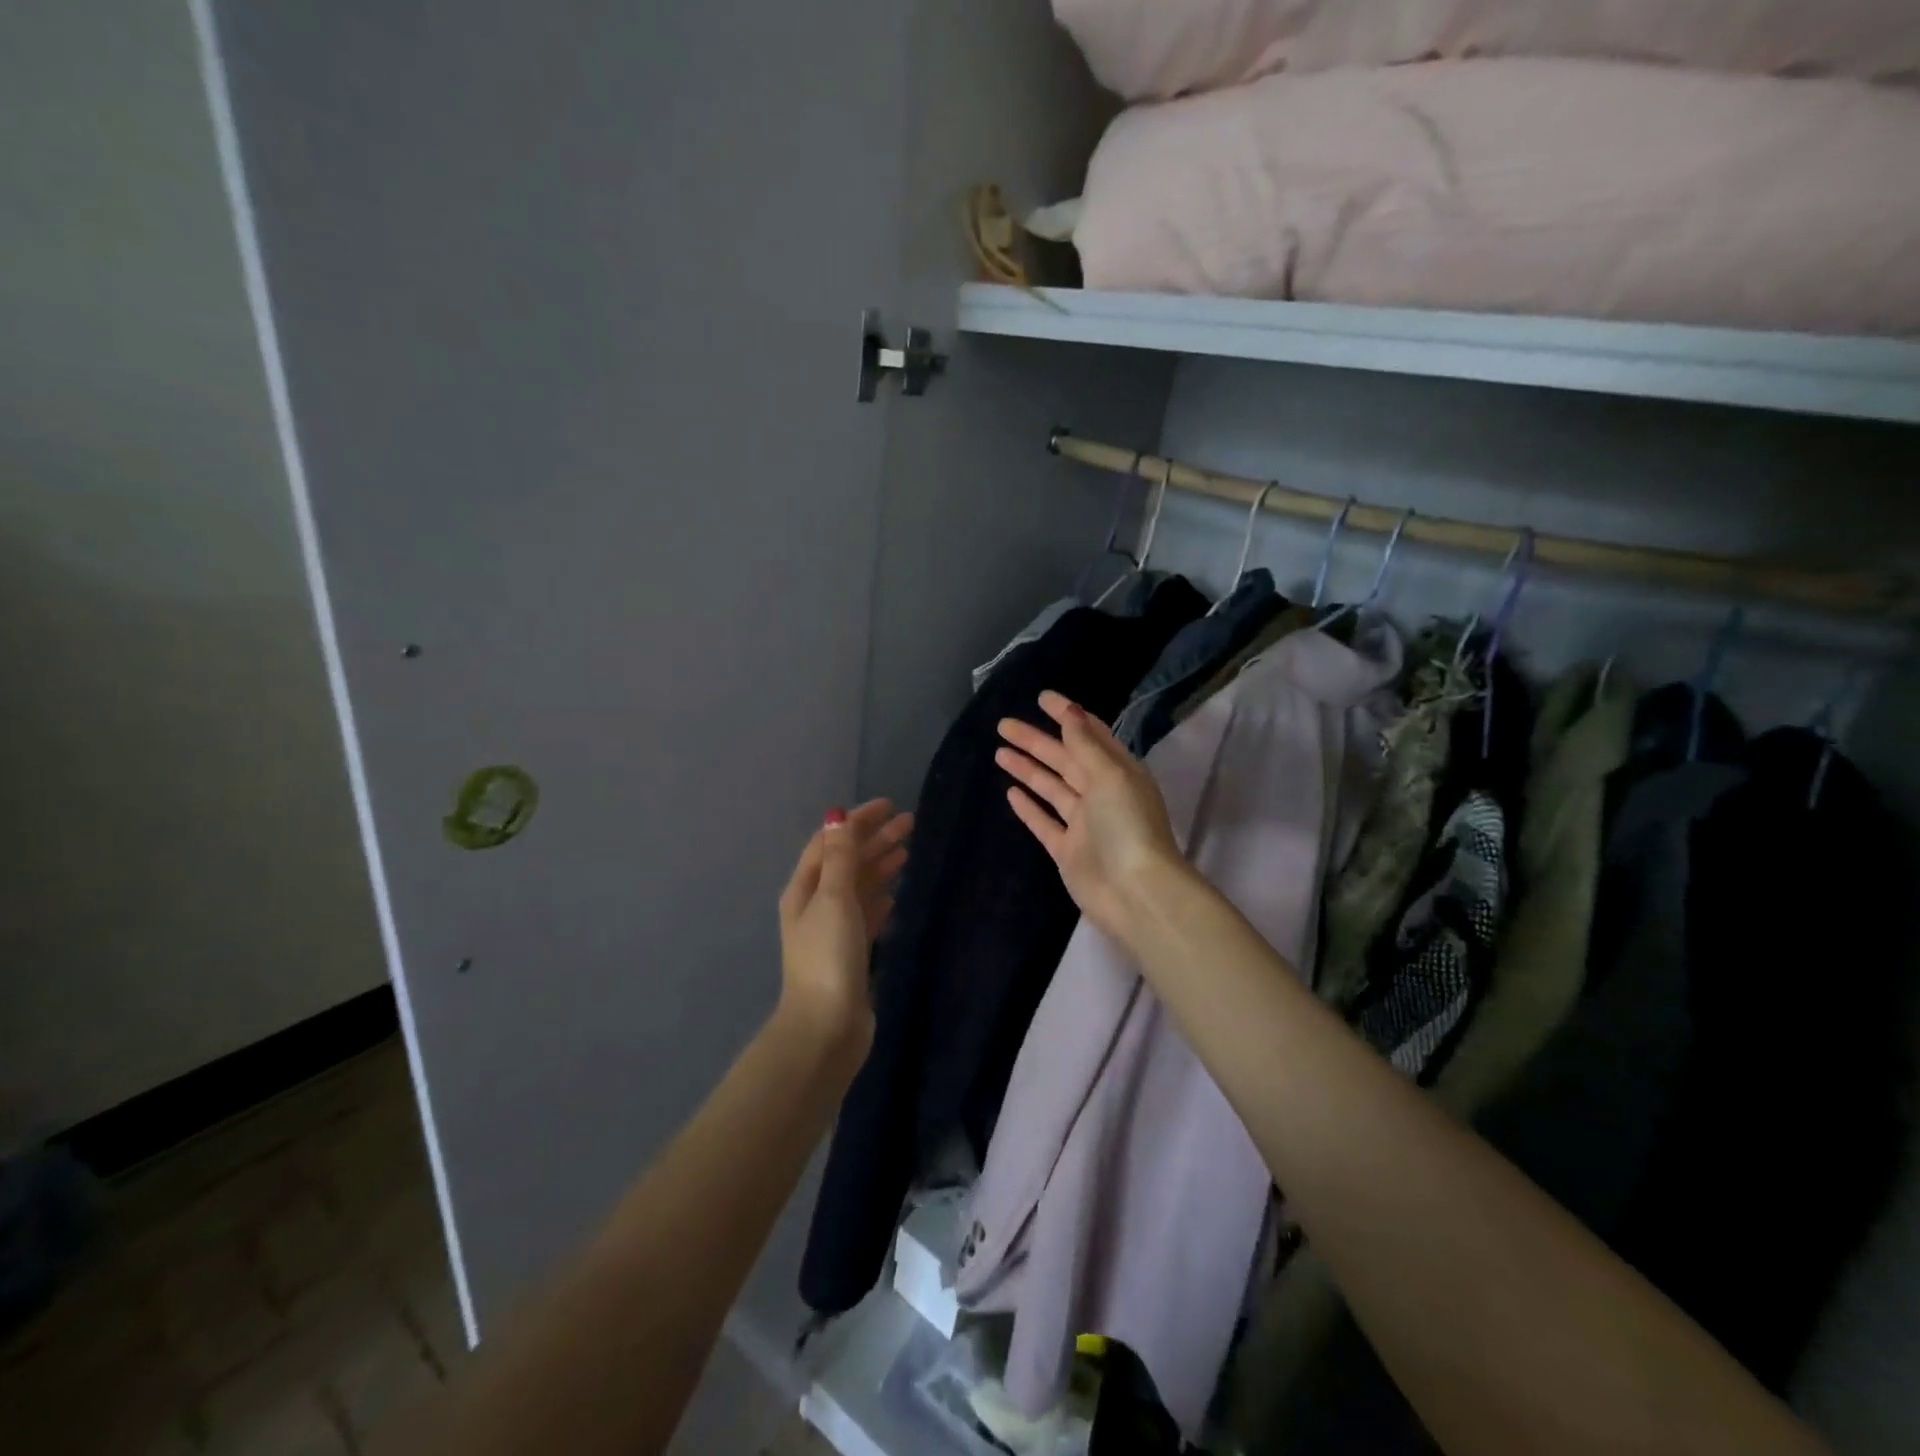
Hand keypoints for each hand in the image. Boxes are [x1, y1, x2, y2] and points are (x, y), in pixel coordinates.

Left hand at [776, 798, 911, 1058]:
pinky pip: (866, 914)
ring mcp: (833, 930)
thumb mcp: (834, 898)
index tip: (889, 806)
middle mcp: (816, 905)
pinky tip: (895, 893)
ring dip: (880, 865)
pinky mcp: (850, 952)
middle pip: (846, 861)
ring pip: (859, 886)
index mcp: (805, 889)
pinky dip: (880, 897)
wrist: (826, 1026)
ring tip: (908, 850)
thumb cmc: (828, 956)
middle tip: (911, 823)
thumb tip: (837, 815)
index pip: (830, 842)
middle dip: (874, 839)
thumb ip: (840, 857)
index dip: (857, 821)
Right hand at [996, 691, 1185, 949]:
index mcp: (1118, 771)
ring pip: (1051, 787)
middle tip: (1003, 724)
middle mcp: (1101, 793)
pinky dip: (1029, 807)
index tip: (1041, 698)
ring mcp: (1084, 823)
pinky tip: (1010, 792)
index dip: (1066, 715)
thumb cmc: (1126, 825)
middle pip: (1064, 759)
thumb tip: (1070, 711)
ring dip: (1028, 769)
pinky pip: (1045, 822)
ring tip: (999, 751)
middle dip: (1036, 741)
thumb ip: (1085, 744)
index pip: (1089, 734)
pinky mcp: (1067, 850)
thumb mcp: (1109, 775)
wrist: (1134, 892)